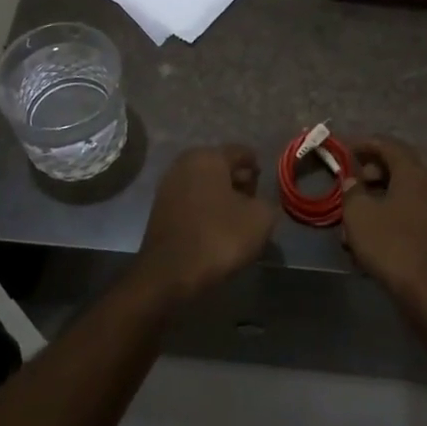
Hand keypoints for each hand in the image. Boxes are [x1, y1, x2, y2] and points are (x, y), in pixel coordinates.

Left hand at [135, 145, 276, 304]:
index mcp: (209, 157)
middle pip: (219, 166)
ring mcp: (168, 186)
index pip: (240, 152)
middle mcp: (185, 164)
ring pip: (204, 184)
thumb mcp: (260, 219)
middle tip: (254, 199)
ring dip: (221, 196)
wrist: (170, 273)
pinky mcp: (159, 209)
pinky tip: (216, 227)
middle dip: (238, 180)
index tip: (265, 179)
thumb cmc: (219, 237)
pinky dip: (205, 208)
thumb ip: (267, 203)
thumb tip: (260, 203)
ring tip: (237, 217)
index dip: (256, 165)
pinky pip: (191, 201)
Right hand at [340, 136, 426, 326]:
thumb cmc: (392, 246)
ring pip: (403, 193)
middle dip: (375, 170)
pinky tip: (367, 243)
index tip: (343, 151)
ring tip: (353, 220)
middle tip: (355, 180)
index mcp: (413, 172)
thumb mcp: (359, 215)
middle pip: (400, 165)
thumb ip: (352, 191)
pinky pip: (408, 215)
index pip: (388, 144)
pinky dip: (388, 219)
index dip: (363, 144)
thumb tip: (353, 180)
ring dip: (378, 199)